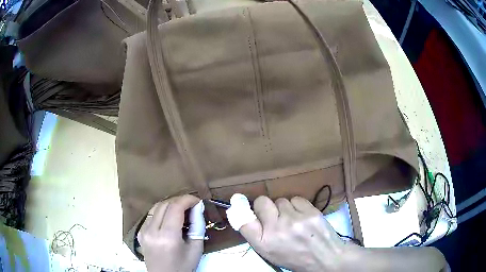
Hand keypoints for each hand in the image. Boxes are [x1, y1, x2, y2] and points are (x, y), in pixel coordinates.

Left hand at [138, 195, 204, 271]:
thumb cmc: (183, 266)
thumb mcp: (196, 248)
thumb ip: (197, 225)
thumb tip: (198, 207)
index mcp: (168, 236)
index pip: (175, 207)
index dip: (187, 199)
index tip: (198, 201)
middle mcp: (152, 230)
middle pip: (164, 204)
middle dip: (179, 200)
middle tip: (191, 205)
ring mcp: (143, 231)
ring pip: (155, 207)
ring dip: (169, 204)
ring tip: (181, 210)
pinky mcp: (140, 232)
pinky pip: (150, 215)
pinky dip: (161, 212)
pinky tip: (169, 219)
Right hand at [226, 194, 351, 271]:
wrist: (325, 258)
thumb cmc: (295, 257)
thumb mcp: (270, 252)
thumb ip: (256, 234)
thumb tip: (243, 212)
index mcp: (263, 244)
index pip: (243, 219)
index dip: (242, 210)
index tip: (244, 205)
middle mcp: (275, 230)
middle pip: (262, 202)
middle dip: (266, 207)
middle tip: (275, 216)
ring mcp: (294, 220)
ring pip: (281, 200)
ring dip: (284, 208)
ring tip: (293, 220)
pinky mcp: (310, 212)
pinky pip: (296, 199)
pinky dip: (298, 206)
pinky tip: (303, 216)